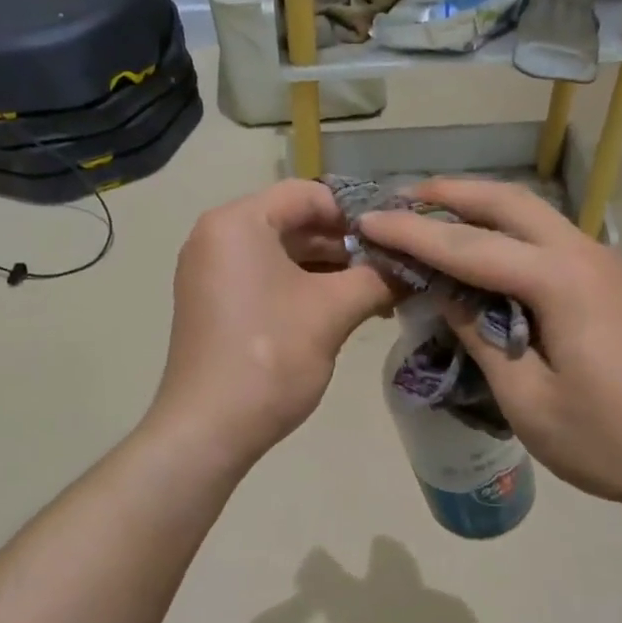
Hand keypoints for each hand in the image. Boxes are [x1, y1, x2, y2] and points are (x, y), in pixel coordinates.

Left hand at [150, 179, 395, 468]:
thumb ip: (377, 279)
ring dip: (329, 269)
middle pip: (294, 222)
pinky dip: (303, 288)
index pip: (308, 194)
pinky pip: (265, 279)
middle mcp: (217, 236)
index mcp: (238, 222)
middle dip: (346, 244)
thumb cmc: (270, 357)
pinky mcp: (214, 303)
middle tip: (393, 266)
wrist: (209, 428)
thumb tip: (413, 267)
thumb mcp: (332, 312)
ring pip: (282, 254)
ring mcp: (211, 272)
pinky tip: (343, 308)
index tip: (395, 236)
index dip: (356, 212)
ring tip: (378, 291)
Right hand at [356, 178, 621, 517]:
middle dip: (450, 193)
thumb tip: (446, 294)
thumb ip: (480, 336)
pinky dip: (506, 235)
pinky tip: (482, 258)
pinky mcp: (611, 285)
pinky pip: (548, 241)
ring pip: (533, 216)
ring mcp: (604, 266)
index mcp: (560, 280)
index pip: (469, 245)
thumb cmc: (608, 439)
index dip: (412, 233)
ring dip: (480, 210)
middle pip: (508, 203)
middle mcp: (584, 255)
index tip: (366, 221)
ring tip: (431, 218)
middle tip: (399, 199)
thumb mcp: (526, 398)